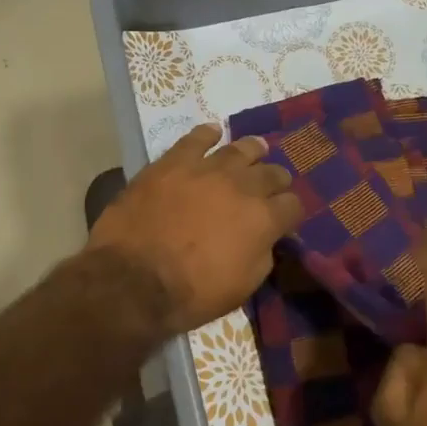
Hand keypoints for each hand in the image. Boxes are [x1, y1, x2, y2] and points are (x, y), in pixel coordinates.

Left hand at [88, 125, 303, 335]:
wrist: (134, 279)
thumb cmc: (192, 293)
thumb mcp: (242, 287)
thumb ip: (261, 255)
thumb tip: (265, 239)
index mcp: (264, 219)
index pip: (292, 205)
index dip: (290, 212)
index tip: (284, 218)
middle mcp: (242, 186)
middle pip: (270, 173)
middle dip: (275, 180)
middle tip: (271, 185)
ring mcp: (206, 169)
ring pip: (239, 149)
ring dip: (251, 151)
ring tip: (255, 149)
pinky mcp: (172, 162)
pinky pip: (195, 139)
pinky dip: (207, 134)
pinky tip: (212, 132)